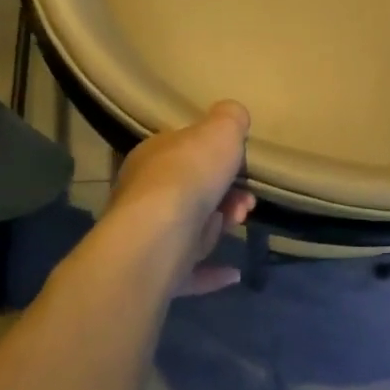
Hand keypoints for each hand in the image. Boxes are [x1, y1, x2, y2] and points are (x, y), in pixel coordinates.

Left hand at [104, 101, 255, 295]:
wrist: (158, 238)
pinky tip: (233, 273)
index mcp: (153, 157)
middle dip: (226, 196)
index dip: (217, 158)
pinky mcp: (155, 274)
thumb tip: (232, 116)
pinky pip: (188, 272)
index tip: (241, 166)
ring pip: (190, 229)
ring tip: (238, 223)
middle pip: (192, 192)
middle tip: (246, 201)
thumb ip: (229, 118)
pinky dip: (211, 273)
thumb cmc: (189, 176)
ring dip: (219, 227)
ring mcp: (148, 237)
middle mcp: (143, 194)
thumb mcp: (220, 130)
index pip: (184, 151)